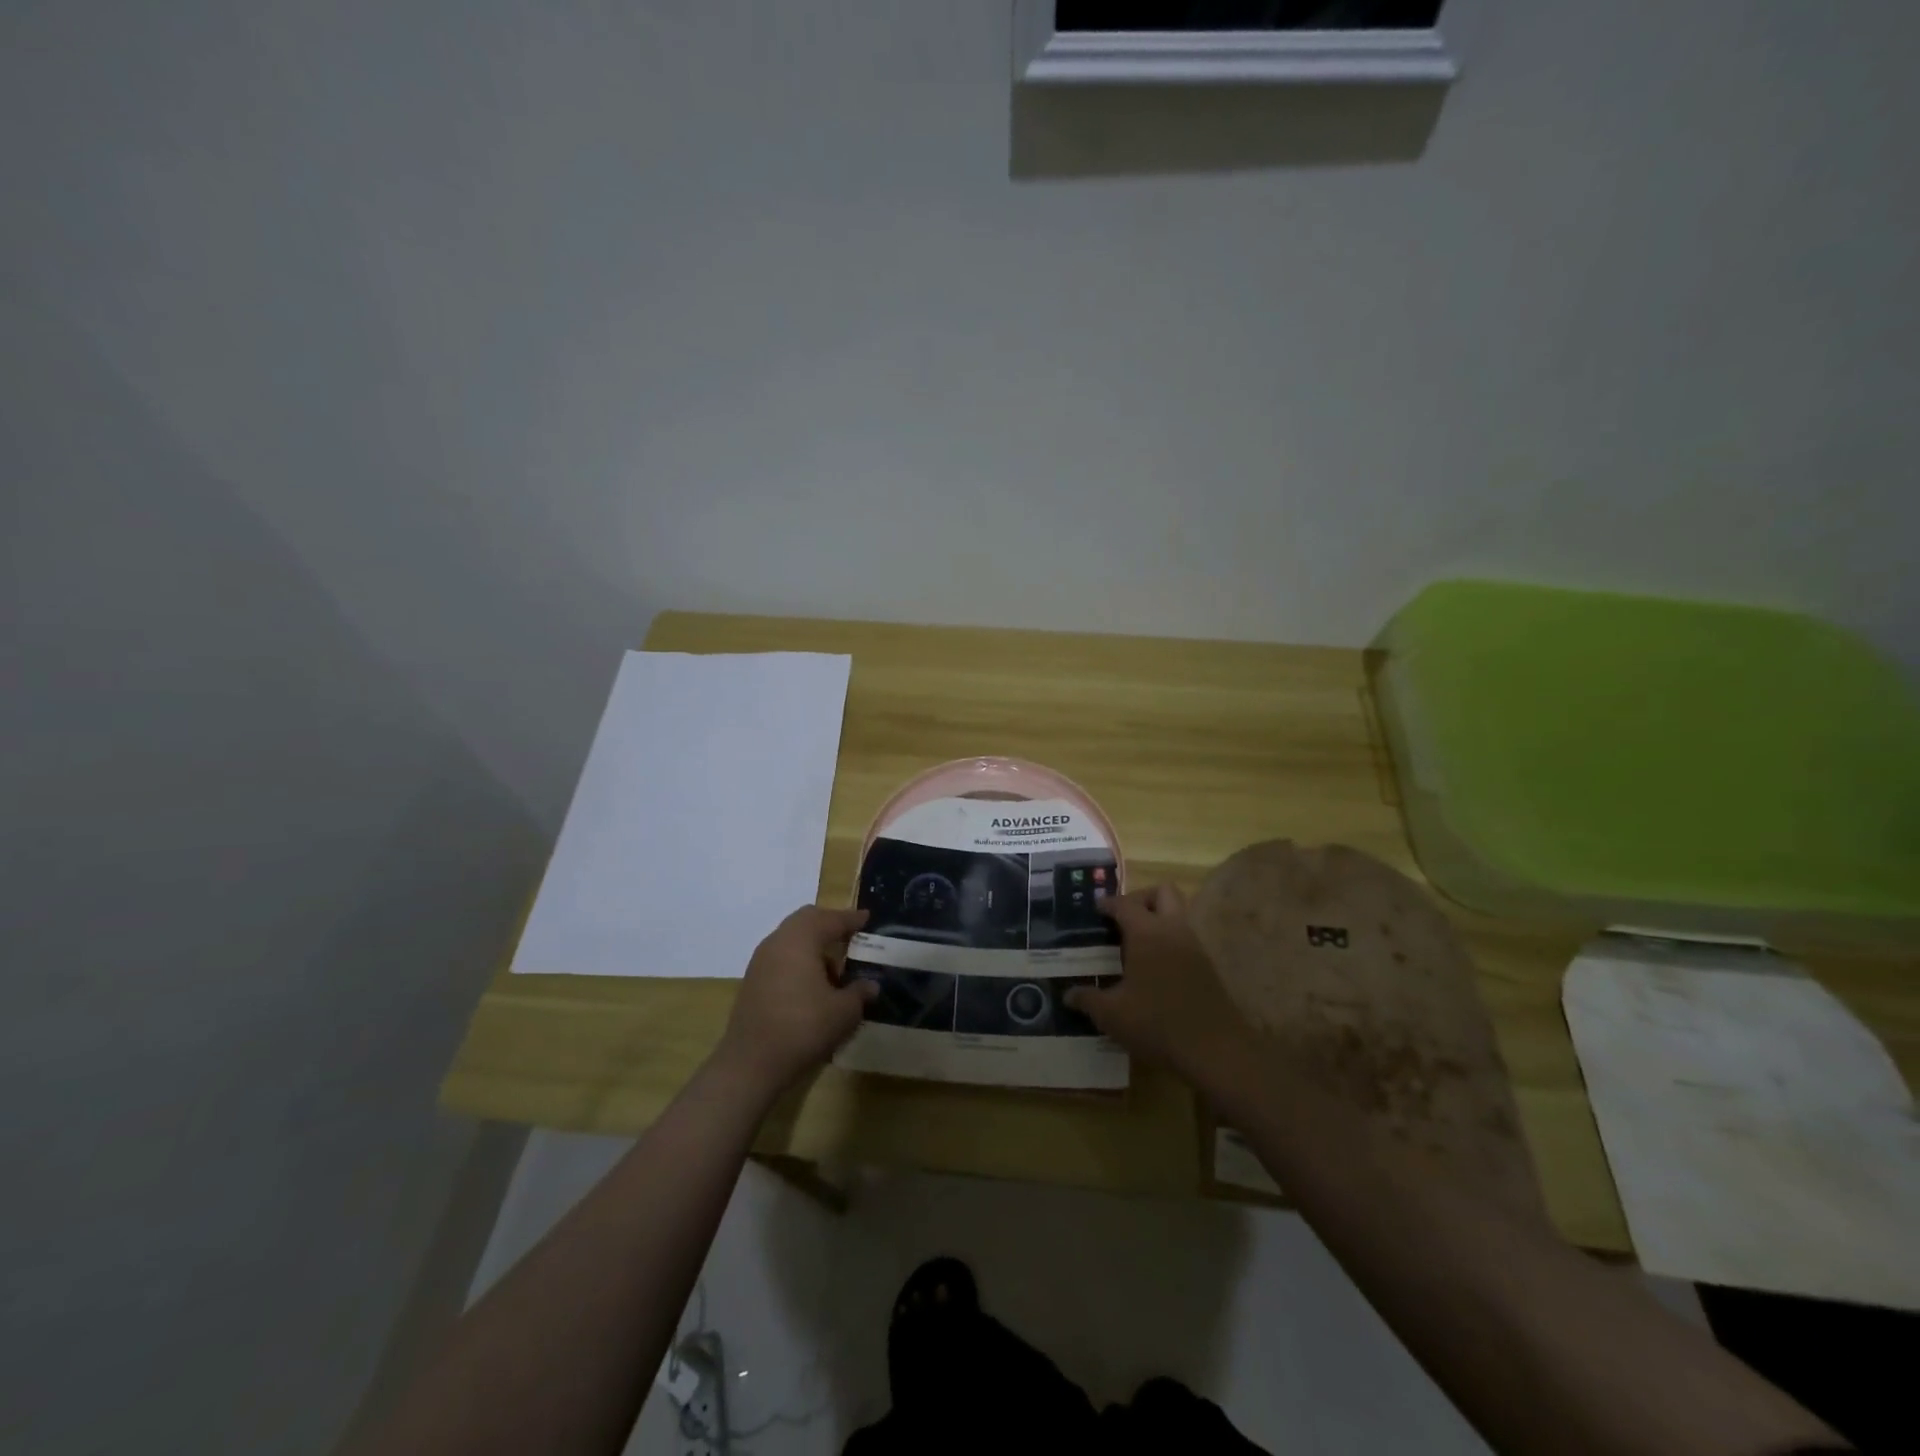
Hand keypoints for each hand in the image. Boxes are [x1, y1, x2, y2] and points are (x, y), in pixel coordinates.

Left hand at [716, 905, 875, 1097]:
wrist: (750, 1063)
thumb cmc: (803, 1028)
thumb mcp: (843, 1012)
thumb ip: (860, 993)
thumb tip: (871, 985)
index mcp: (801, 939)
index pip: (831, 919)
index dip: (851, 918)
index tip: (867, 918)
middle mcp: (778, 941)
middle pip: (806, 920)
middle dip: (829, 924)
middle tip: (850, 935)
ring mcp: (761, 961)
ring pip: (791, 938)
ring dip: (813, 944)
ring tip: (834, 966)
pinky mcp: (752, 980)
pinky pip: (781, 956)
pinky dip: (799, 959)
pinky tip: (812, 984)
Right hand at [1065, 885, 1248, 1076]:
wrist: (1215, 1051)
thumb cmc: (1157, 1023)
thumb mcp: (1112, 1014)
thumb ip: (1088, 1000)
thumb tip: (1067, 994)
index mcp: (1147, 933)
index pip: (1125, 904)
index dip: (1108, 904)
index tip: (1095, 910)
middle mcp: (1173, 931)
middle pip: (1163, 892)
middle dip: (1141, 898)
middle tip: (1122, 920)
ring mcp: (1194, 947)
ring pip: (1177, 915)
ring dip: (1157, 920)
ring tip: (1133, 946)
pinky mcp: (1207, 967)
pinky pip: (1184, 939)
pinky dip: (1168, 942)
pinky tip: (1152, 970)